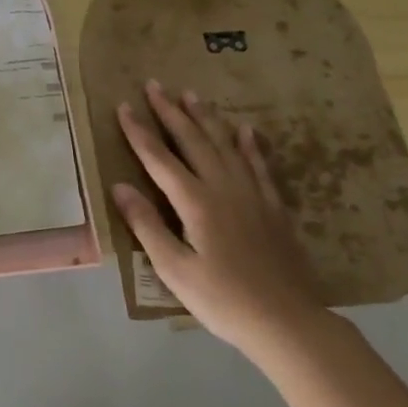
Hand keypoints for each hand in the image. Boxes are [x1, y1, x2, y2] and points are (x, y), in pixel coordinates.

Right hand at [111, 80, 326, 352]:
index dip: (139, 131)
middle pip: (193, 140)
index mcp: (195, 202)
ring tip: (191, 94)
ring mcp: (252, 194)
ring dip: (206, 117)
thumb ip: (147, 224)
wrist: (288, 322)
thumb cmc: (222, 300)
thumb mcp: (174, 269)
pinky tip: (246, 130)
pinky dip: (250, 144)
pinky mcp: (273, 207)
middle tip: (155, 84)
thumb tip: (119, 185)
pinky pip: (259, 165)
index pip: (159, 158)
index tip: (124, 105)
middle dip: (170, 111)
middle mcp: (223, 188)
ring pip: (225, 144)